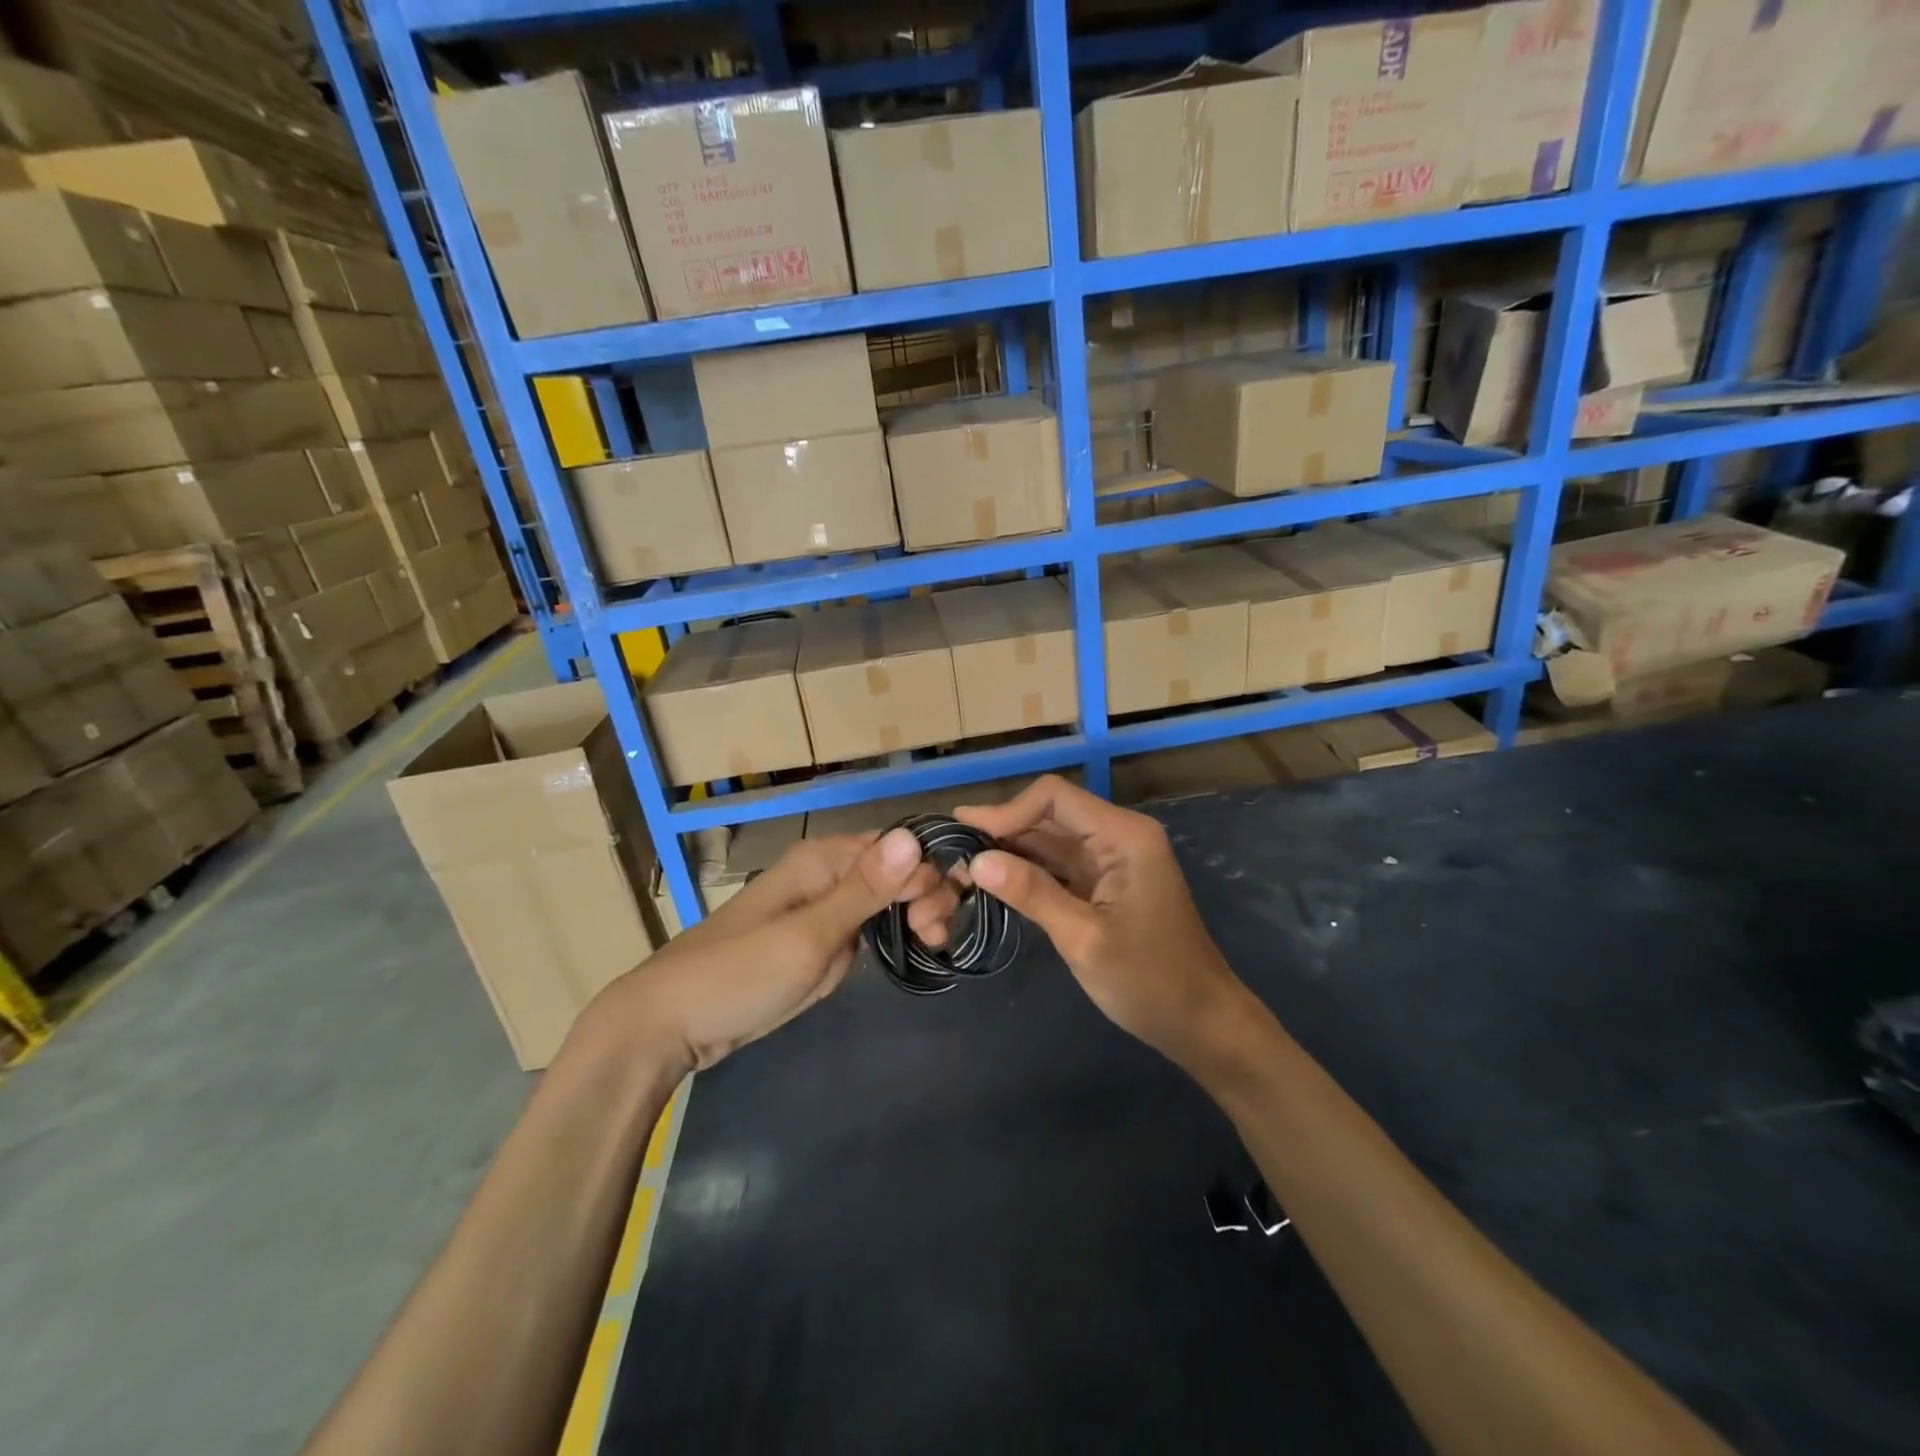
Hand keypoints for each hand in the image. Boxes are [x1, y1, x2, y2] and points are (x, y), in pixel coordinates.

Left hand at [578, 829, 957, 1072]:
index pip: (898, 847)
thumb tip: (914, 838)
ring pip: (889, 898)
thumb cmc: (739, 975)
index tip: (938, 919)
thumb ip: (864, 890)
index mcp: (823, 859)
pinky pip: (870, 926)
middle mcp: (828, 874)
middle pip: (898, 870)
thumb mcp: (808, 936)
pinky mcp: (821, 939)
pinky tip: (914, 950)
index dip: (928, 874)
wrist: (672, 1023)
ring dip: (915, 916)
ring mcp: (824, 908)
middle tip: (933, 940)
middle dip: (925, 897)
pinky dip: (894, 935)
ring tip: (930, 947)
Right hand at [956, 776, 1250, 1066]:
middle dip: (1003, 829)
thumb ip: (1032, 894)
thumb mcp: (1085, 940)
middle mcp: (1118, 836)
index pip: (1054, 797)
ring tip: (962, 863)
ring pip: (1051, 839)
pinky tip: (995, 881)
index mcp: (1124, 835)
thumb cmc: (1150, 982)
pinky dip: (1029, 870)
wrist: (1201, 1023)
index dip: (1007, 811)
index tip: (965, 837)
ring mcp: (1113, 860)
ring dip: (1011, 850)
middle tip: (951, 849)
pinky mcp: (1105, 884)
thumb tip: (977, 861)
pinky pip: (1060, 864)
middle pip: (1050, 814)